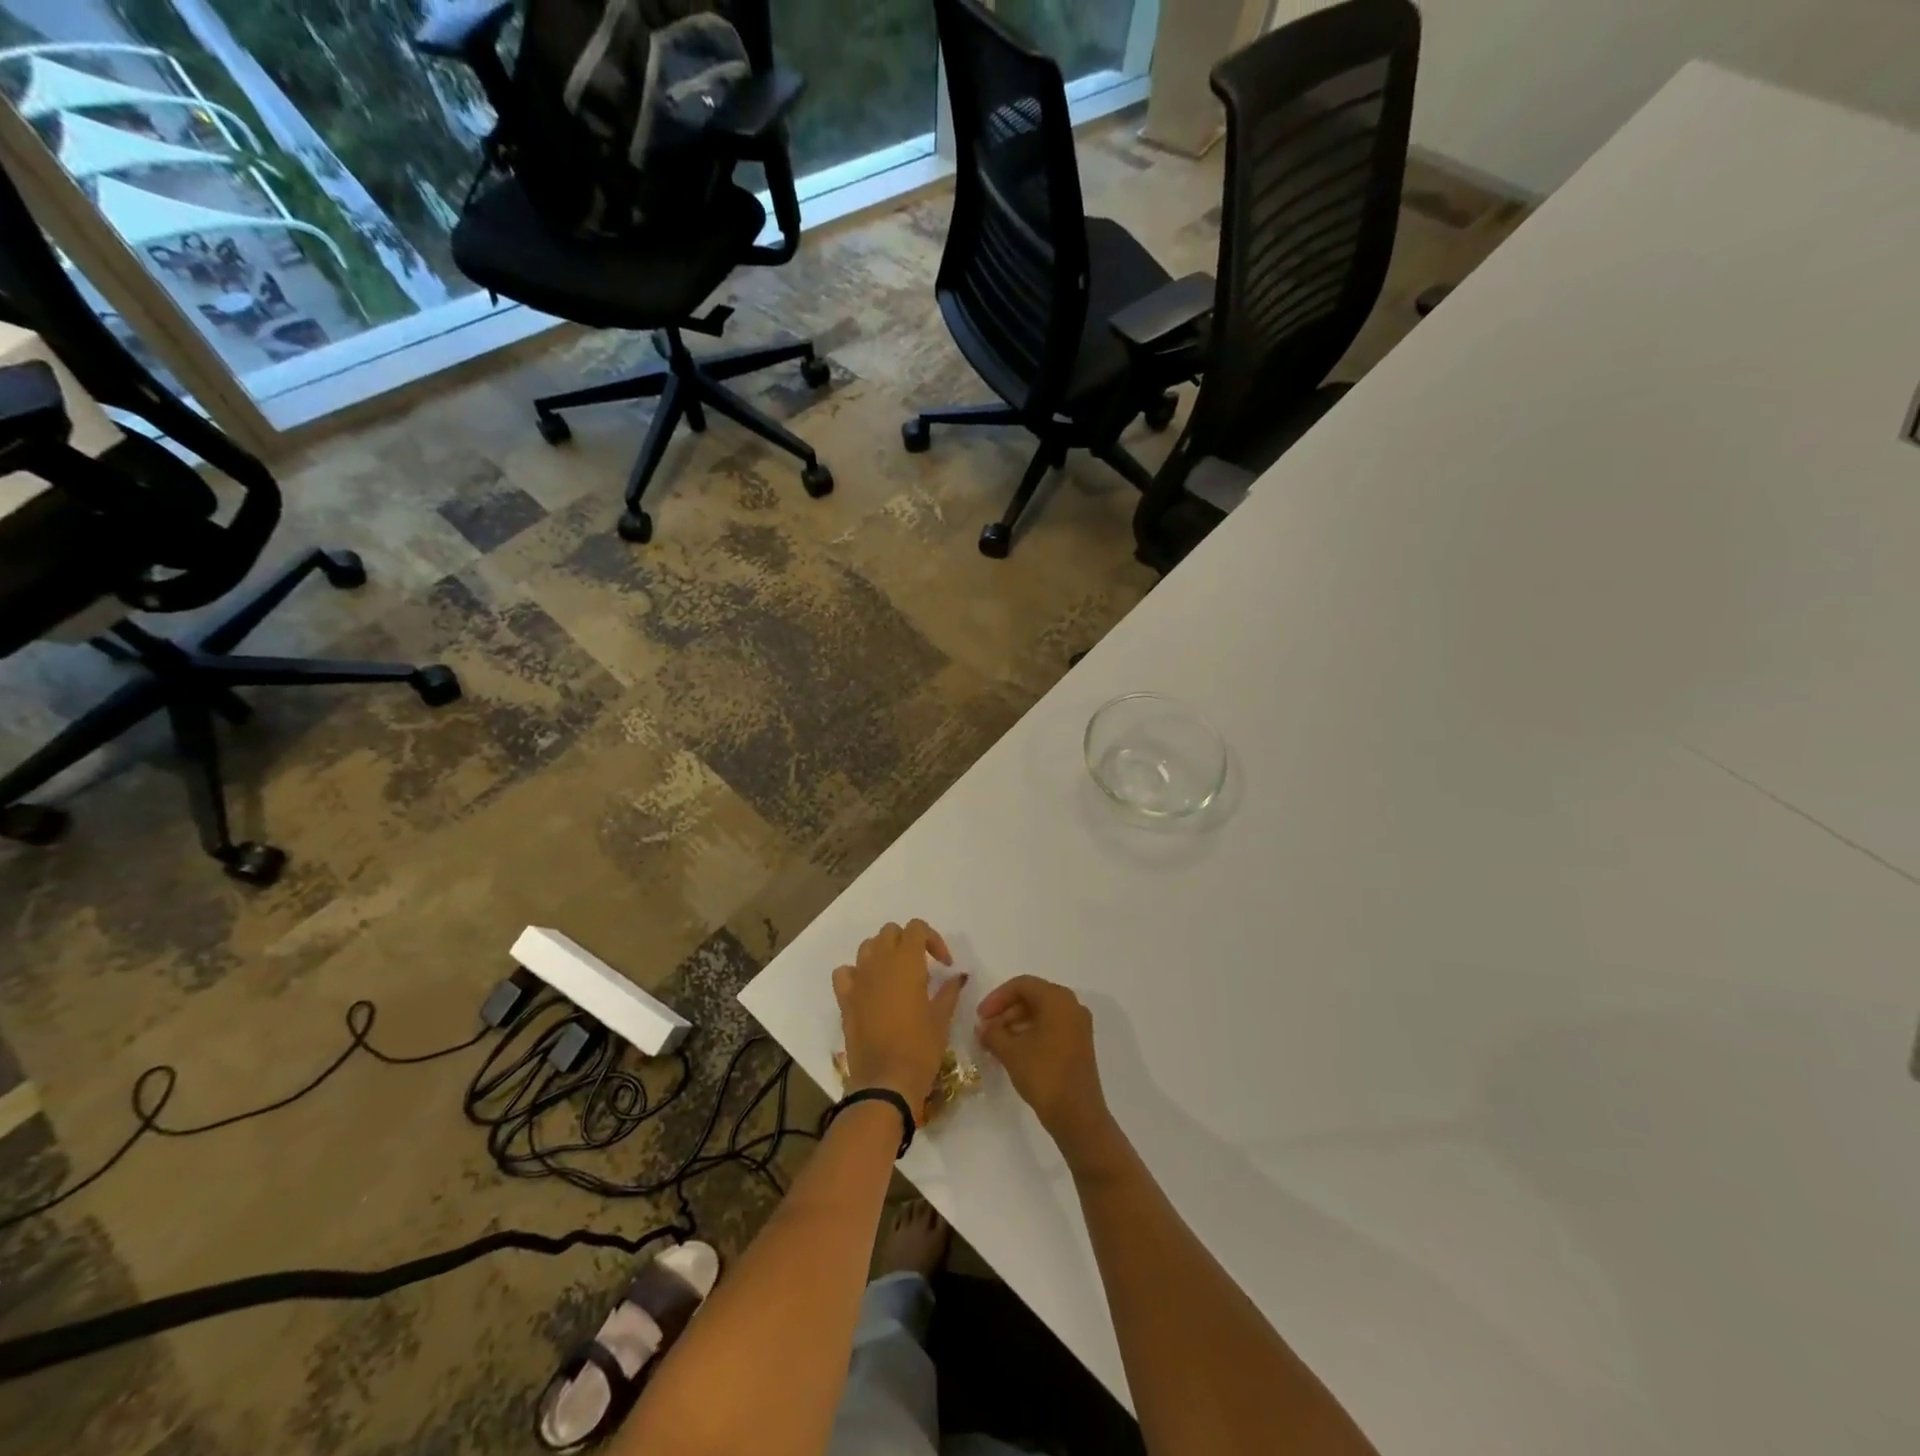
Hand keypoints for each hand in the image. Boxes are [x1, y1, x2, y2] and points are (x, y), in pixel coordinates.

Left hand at [833, 920, 963, 1119]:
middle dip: (908, 942)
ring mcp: (859, 979)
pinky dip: (856, 972)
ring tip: (896, 975)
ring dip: (883, 952)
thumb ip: (949, 991)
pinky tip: (868, 987)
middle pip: (891, 932)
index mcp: (906, 962)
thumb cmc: (920, 1047)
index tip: (944, 964)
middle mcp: (880, 962)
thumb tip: (958, 977)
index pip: (917, 928)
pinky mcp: (845, 999)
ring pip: (867, 946)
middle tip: (922, 966)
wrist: (885, 1082)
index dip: (933, 940)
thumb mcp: (942, 1018)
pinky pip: (845, 972)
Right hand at [976, 977, 1123, 1174]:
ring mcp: (1078, 1025)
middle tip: (985, 1030)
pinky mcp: (1079, 1044)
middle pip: (1032, 997)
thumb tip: (983, 1027)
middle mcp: (1071, 1005)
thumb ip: (993, 1033)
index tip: (979, 1017)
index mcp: (1057, 999)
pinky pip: (1050, 1027)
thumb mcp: (1011, 1051)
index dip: (997, 998)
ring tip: (995, 1043)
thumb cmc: (1044, 1075)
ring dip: (1015, 1023)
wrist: (1078, 1116)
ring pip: (1041, 1013)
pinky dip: (1030, 1033)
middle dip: (1005, 1011)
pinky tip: (1013, 1051)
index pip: (1022, 985)